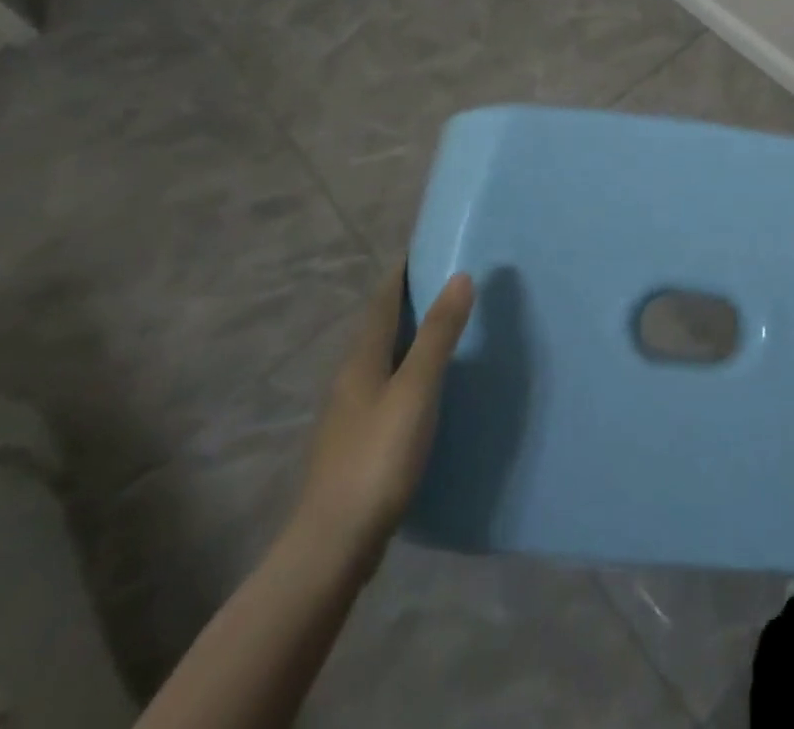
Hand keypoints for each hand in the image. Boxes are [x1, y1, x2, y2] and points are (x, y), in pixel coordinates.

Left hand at [292, 263, 475, 564]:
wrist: (333, 546)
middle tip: (445, 282)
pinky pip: (384, 391)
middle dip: (406, 302)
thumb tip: (460, 276)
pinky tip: (425, 392)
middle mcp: (349, 381)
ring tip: (442, 331)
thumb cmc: (378, 458)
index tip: (424, 247)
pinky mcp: (356, 447)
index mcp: (361, 361)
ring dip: (406, 339)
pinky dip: (406, 374)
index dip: (401, 274)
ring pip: (380, 362)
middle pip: (379, 329)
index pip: (382, 302)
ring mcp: (348, 417)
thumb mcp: (416, 390)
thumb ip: (439, 334)